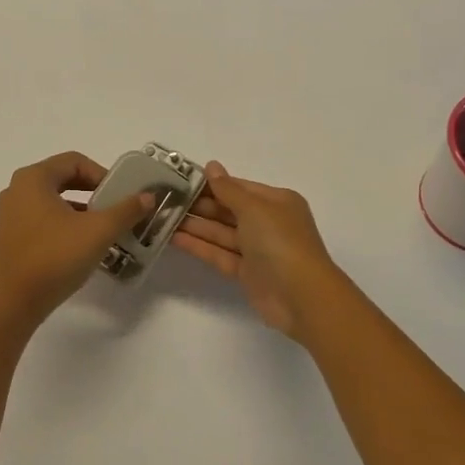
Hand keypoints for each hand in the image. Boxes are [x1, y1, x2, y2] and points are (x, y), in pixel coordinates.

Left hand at [0, 152, 153, 324]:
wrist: (13, 303)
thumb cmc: (54, 257)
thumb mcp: (98, 231)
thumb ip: (126, 210)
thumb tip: (147, 196)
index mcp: (33, 178)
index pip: (75, 161)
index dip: (102, 174)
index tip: (121, 195)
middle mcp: (18, 189)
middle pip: (63, 178)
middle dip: (93, 192)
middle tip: (115, 209)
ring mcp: (11, 214)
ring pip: (54, 200)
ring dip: (81, 210)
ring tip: (104, 229)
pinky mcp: (11, 237)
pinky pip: (43, 219)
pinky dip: (65, 224)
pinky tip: (82, 245)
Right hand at [171, 162, 349, 339]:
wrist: (302, 297)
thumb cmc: (280, 242)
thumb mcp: (254, 208)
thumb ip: (228, 189)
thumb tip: (211, 166)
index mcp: (276, 202)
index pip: (238, 187)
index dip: (211, 184)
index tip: (181, 179)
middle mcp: (267, 223)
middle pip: (228, 210)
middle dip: (199, 205)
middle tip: (165, 199)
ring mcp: (257, 249)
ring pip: (221, 233)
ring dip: (195, 225)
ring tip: (163, 217)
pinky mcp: (247, 272)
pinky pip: (220, 254)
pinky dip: (199, 246)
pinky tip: (174, 238)